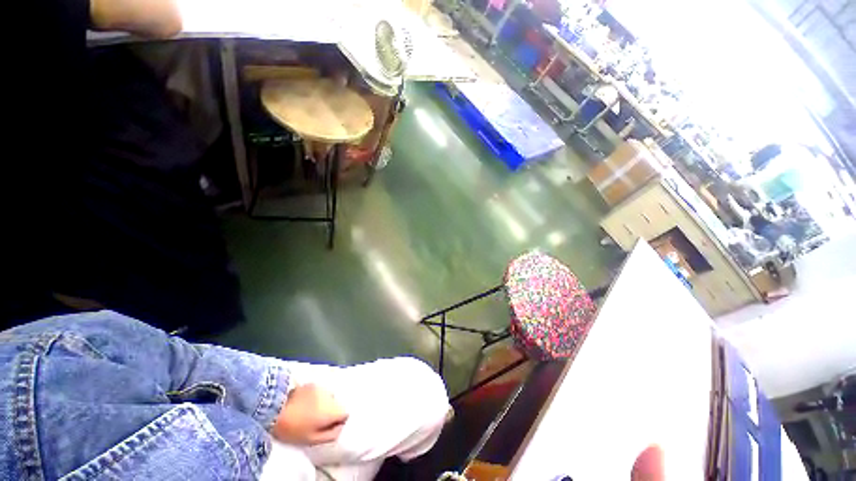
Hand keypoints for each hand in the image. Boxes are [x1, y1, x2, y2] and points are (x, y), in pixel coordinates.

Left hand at [272, 384, 347, 444]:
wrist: (274, 408)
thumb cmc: (294, 428)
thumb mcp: (312, 439)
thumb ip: (330, 435)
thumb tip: (340, 428)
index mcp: (333, 410)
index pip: (346, 413)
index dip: (339, 421)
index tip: (329, 427)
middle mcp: (331, 395)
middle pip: (337, 404)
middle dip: (331, 412)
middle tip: (317, 421)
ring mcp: (321, 387)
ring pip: (328, 398)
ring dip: (323, 404)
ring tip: (309, 412)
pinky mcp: (312, 383)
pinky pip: (319, 392)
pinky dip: (316, 397)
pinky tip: (304, 403)